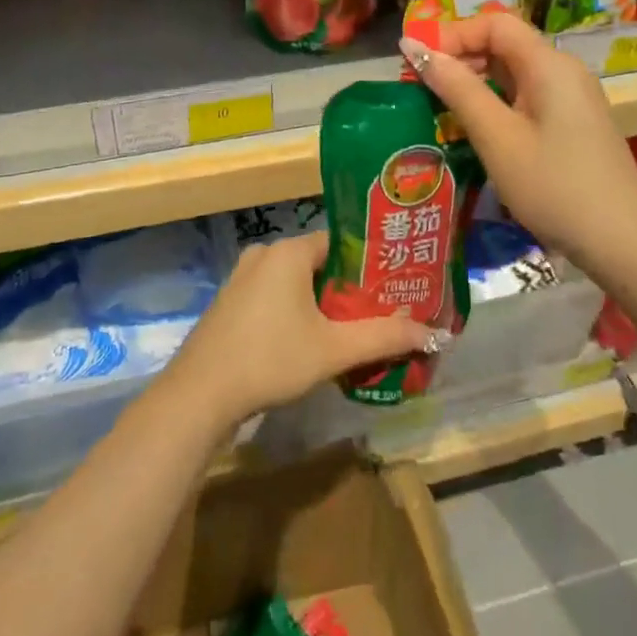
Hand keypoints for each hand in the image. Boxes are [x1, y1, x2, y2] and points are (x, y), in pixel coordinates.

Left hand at [163, 233, 433, 430]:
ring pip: (297, 282)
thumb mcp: (334, 349)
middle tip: (381, 313)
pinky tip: (311, 342)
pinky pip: (275, 296)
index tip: (395, 285)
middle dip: (349, 288)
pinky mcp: (231, 302)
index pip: (341, 242)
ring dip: (322, 304)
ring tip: (353, 330)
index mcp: (290, 251)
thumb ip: (384, 337)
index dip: (370, 263)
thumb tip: (436, 333)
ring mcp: (243, 277)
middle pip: (320, 263)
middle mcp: (265, 254)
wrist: (200, 394)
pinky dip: (296, 312)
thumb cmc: (271, 359)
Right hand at [401, 12, 636, 271]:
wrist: (624, 242)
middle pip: (504, 44)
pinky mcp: (572, 123)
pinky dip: (496, 102)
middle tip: (423, 88)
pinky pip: (526, 96)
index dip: (453, 34)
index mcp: (548, 64)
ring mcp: (571, 97)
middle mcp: (562, 70)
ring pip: (513, 72)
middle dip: (460, 57)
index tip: (419, 64)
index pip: (494, 23)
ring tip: (441, 109)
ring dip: (475, 82)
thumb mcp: (496, 137)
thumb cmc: (554, 185)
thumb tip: (412, 46)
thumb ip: (456, 88)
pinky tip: (477, 129)